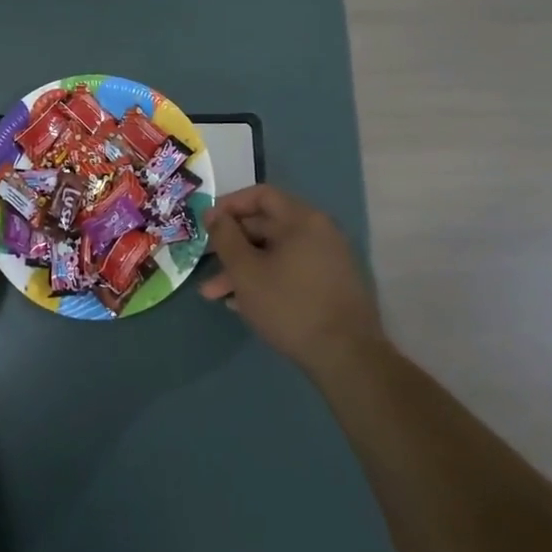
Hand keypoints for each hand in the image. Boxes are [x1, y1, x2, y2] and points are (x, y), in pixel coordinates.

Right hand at [200, 185, 384, 368]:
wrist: (346, 357)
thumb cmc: (289, 305)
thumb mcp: (246, 271)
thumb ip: (225, 238)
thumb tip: (213, 213)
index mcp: (302, 219)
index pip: (261, 195)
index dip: (229, 205)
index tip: (206, 226)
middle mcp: (319, 232)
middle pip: (266, 226)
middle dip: (231, 246)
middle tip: (205, 264)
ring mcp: (327, 259)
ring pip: (275, 253)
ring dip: (243, 269)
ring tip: (215, 295)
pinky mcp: (329, 285)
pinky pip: (290, 271)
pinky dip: (265, 280)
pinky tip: (242, 304)